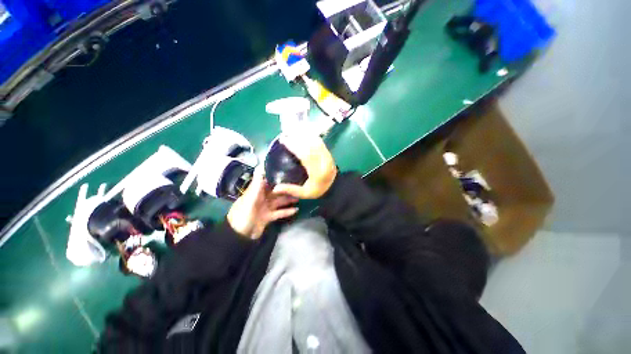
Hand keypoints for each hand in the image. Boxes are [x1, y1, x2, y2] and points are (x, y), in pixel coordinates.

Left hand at [227, 169, 297, 238]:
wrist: (239, 237)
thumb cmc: (243, 216)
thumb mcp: (250, 200)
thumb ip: (257, 185)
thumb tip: (260, 167)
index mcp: (255, 192)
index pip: (267, 182)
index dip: (276, 177)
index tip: (287, 172)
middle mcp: (261, 198)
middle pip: (275, 192)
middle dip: (285, 189)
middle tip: (298, 185)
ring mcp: (265, 208)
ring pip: (279, 201)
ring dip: (288, 199)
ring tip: (299, 196)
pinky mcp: (268, 217)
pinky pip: (279, 213)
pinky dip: (287, 211)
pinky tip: (296, 210)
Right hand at [272, 133, 336, 198]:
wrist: (335, 188)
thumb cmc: (318, 190)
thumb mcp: (304, 194)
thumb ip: (291, 190)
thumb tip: (275, 189)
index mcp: (317, 172)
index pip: (305, 156)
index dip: (294, 147)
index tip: (284, 140)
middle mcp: (323, 162)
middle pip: (310, 146)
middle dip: (297, 138)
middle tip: (286, 133)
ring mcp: (328, 156)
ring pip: (315, 143)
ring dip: (304, 136)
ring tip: (293, 131)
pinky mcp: (329, 153)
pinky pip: (320, 142)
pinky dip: (312, 137)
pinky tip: (304, 133)